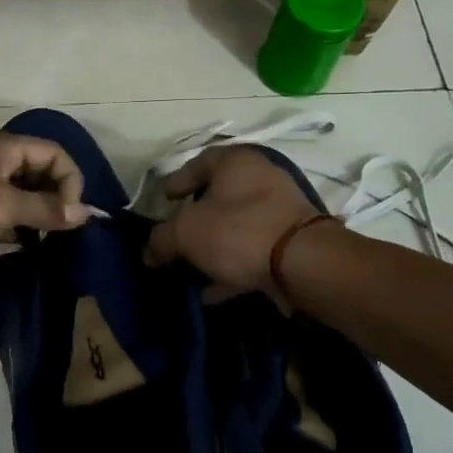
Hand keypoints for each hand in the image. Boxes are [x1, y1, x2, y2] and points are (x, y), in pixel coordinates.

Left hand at [0, 130, 91, 270]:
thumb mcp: (5, 206)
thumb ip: (47, 209)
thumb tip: (85, 212)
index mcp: (4, 147)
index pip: (55, 155)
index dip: (70, 182)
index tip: (70, 217)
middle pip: (37, 174)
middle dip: (52, 201)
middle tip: (60, 234)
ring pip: (17, 197)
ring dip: (31, 218)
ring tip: (41, 245)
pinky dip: (8, 228)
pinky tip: (12, 249)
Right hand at [143, 147, 322, 299]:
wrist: (303, 263)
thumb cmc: (238, 231)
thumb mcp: (186, 233)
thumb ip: (161, 239)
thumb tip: (149, 251)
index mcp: (235, 161)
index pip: (198, 163)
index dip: (176, 182)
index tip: (163, 202)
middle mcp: (261, 177)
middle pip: (218, 196)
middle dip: (194, 220)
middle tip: (175, 237)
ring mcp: (280, 209)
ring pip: (236, 225)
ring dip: (212, 247)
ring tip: (190, 269)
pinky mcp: (291, 241)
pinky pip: (252, 249)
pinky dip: (232, 266)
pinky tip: (212, 291)